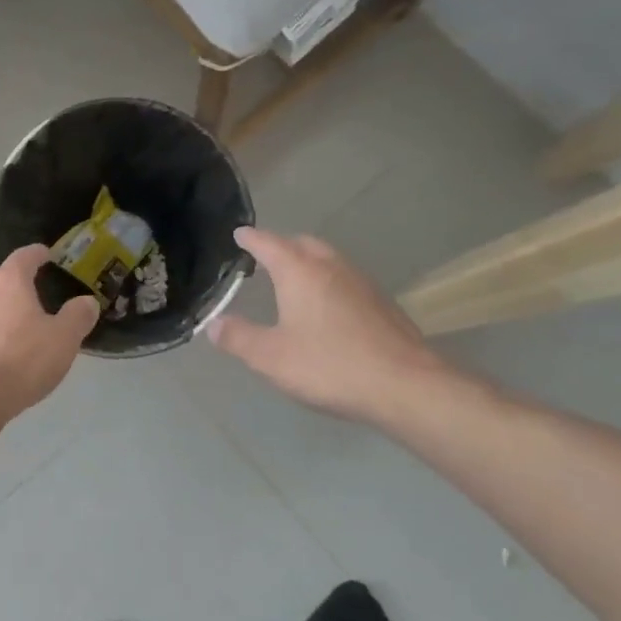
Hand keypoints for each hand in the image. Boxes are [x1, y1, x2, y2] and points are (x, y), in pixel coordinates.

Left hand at [0, 246, 99, 426]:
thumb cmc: (21, 361)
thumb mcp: (63, 339)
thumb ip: (78, 316)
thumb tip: (86, 301)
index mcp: (9, 281)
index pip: (25, 255)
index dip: (39, 254)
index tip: (49, 255)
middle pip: (6, 280)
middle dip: (25, 286)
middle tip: (47, 298)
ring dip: (10, 312)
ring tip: (30, 330)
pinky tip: (9, 354)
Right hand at [207, 227, 455, 423]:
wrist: (407, 386)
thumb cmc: (330, 366)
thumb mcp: (271, 357)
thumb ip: (239, 338)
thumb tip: (214, 324)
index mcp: (299, 272)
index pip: (269, 243)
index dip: (251, 238)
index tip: (239, 234)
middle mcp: (331, 267)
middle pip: (303, 244)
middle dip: (282, 246)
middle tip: (265, 258)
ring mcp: (362, 284)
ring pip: (329, 260)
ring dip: (309, 263)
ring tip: (294, 282)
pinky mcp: (383, 304)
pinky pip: (347, 281)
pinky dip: (329, 283)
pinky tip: (328, 310)